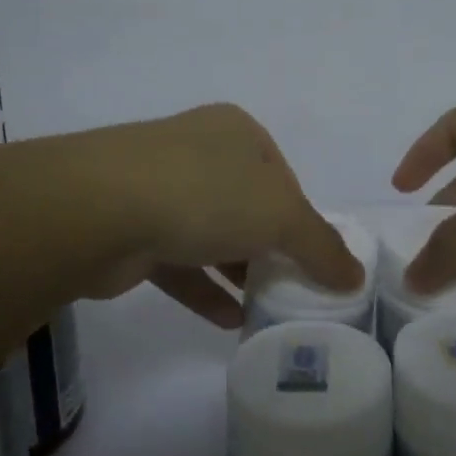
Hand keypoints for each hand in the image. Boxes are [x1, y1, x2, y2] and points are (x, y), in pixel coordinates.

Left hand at [83, 104, 361, 326]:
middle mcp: (198, 151)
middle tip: (293, 290)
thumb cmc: (206, 193)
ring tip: (267, 311)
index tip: (314, 261)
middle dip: (270, 248)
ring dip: (238, 272)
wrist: (100, 208)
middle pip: (247, 205)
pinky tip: (231, 322)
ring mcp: (159, 188)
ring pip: (212, 234)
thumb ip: (322, 247)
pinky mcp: (132, 228)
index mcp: (236, 132)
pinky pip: (179, 262)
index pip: (283, 177)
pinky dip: (205, 290)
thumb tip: (355, 277)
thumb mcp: (281, 216)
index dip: (303, 219)